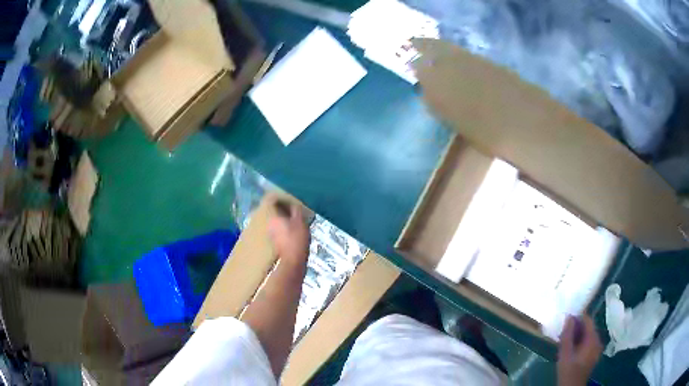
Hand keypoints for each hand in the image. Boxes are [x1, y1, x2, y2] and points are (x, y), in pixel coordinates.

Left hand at [267, 199, 309, 265]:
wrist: (293, 262)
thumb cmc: (296, 239)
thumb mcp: (300, 222)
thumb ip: (296, 211)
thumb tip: (293, 204)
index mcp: (272, 217)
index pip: (273, 202)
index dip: (281, 199)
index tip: (290, 198)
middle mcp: (268, 224)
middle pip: (275, 212)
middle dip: (284, 210)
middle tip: (295, 208)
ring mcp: (271, 234)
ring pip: (277, 222)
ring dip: (285, 220)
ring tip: (296, 219)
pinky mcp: (275, 242)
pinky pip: (280, 230)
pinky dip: (285, 229)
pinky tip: (294, 230)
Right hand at [557, 315, 602, 385]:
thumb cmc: (568, 371)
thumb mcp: (564, 354)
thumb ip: (567, 335)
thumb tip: (569, 317)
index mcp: (593, 339)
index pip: (588, 320)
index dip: (577, 318)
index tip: (566, 322)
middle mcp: (598, 340)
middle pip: (589, 328)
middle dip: (577, 329)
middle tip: (563, 334)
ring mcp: (598, 348)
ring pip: (588, 336)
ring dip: (578, 336)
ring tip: (566, 343)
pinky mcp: (595, 355)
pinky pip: (589, 343)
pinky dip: (581, 343)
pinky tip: (572, 350)